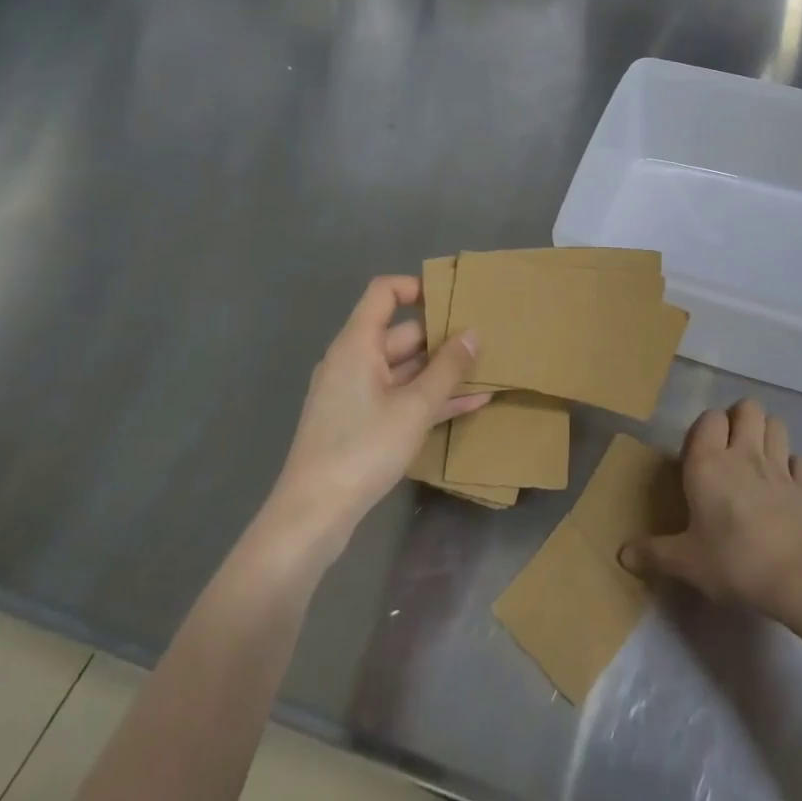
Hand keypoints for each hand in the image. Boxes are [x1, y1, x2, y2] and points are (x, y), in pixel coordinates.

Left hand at [262, 275, 487, 561]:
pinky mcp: (361, 422)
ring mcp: (356, 393)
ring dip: (443, 371)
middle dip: (443, 336)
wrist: (313, 513)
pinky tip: (472, 403)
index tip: (454, 299)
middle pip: (401, 333)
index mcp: (357, 345)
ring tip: (488, 370)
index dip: (417, 287)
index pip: (384, 293)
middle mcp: (354, 361)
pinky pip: (401, 397)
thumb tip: (473, 332)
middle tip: (487, 339)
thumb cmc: (363, 447)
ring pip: (406, 369)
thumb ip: (448, 367)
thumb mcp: (415, 406)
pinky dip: (431, 398)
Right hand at [619, 398, 801, 615]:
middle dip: (739, 418)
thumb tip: (622, 555)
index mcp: (709, 463)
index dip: (705, 428)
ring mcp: (780, 467)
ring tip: (756, 457)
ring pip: (777, 423)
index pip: (709, 418)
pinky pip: (801, 460)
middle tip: (729, 448)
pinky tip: (785, 484)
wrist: (797, 577)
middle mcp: (745, 454)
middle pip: (748, 407)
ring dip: (767, 433)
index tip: (698, 454)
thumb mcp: (686, 562)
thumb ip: (654, 553)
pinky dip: (793, 466)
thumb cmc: (732, 561)